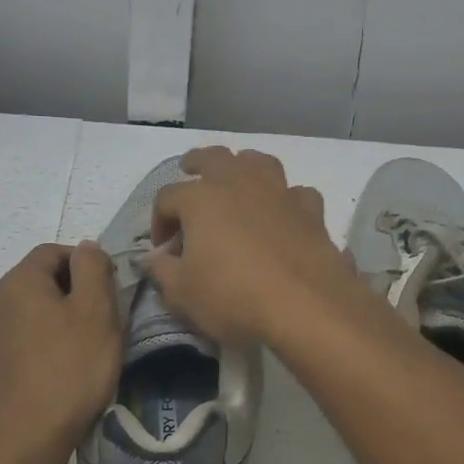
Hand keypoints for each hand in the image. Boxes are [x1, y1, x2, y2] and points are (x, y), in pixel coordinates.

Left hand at [0, 242, 121, 463]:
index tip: (109, 291)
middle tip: (104, 321)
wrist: (27, 439)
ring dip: (61, 319)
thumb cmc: (70, 368)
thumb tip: (85, 247)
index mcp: (18, 281)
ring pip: (33, 311)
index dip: (85, 263)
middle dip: (75, 292)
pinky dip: (46, 342)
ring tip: (87, 348)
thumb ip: (93, 267)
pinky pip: (24, 338)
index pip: (54, 251)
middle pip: (42, 280)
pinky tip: (64, 369)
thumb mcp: (96, 309)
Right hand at [142, 147, 359, 345]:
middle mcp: (239, 183)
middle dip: (197, 163)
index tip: (162, 249)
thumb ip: (162, 271)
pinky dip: (285, 199)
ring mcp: (279, 192)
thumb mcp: (182, 293)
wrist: (306, 305)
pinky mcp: (310, 210)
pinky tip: (283, 214)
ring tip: (237, 181)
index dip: (158, 220)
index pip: (167, 197)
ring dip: (243, 167)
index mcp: (201, 198)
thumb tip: (153, 259)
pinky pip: (295, 193)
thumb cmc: (233, 296)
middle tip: (190, 172)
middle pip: (213, 158)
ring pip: (258, 162)